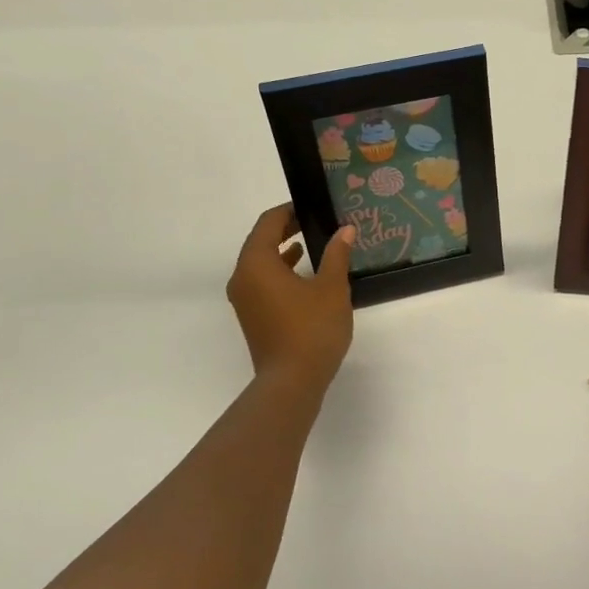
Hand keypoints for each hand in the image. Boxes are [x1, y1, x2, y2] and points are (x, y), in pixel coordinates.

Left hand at [227, 204, 354, 392]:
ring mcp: (244, 299)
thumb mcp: (331, 287)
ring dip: (282, 250)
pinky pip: (262, 281)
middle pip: (260, 241)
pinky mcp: (251, 316)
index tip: (313, 206)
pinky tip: (303, 274)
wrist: (292, 381)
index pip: (268, 223)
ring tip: (312, 242)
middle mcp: (242, 277)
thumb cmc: (312, 329)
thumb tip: (345, 230)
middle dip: (286, 228)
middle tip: (315, 221)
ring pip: (260, 263)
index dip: (289, 210)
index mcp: (256, 263)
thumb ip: (337, 254)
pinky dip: (280, 271)